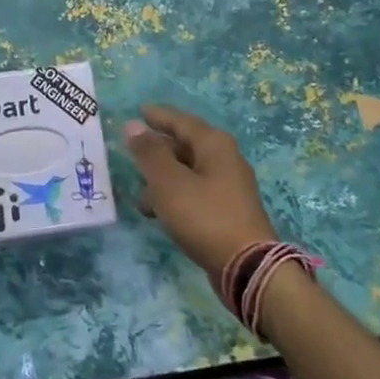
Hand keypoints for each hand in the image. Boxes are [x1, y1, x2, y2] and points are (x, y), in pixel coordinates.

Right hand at [123, 104, 278, 275]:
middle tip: (131, 152)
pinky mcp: (227, 211)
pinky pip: (194, 193)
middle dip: (157, 149)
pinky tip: (158, 213)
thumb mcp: (169, 182)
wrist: (248, 267)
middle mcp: (225, 159)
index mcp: (214, 145)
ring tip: (139, 195)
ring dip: (162, 179)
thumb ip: (149, 153)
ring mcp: (228, 186)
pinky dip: (174, 197)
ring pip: (188, 172)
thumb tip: (133, 126)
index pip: (181, 121)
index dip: (157, 116)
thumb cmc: (204, 216)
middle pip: (185, 145)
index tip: (138, 111)